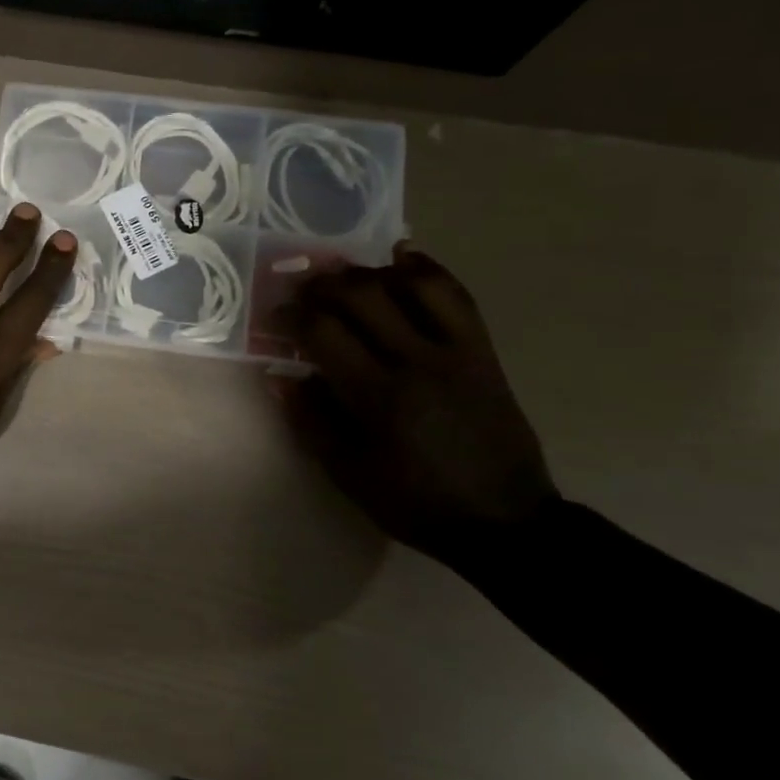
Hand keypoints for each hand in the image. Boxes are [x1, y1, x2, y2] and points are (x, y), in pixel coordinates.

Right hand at [271, 245, 557, 567]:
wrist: (504, 521)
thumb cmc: (416, 502)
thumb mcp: (349, 473)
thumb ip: (311, 420)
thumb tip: (281, 376)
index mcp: (378, 397)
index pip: (324, 332)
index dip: (291, 316)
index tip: (275, 318)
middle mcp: (417, 361)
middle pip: (362, 296)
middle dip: (322, 284)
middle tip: (302, 289)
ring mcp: (456, 351)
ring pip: (410, 284)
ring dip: (370, 272)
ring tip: (346, 277)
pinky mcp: (482, 352)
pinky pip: (455, 295)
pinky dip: (426, 269)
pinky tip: (402, 258)